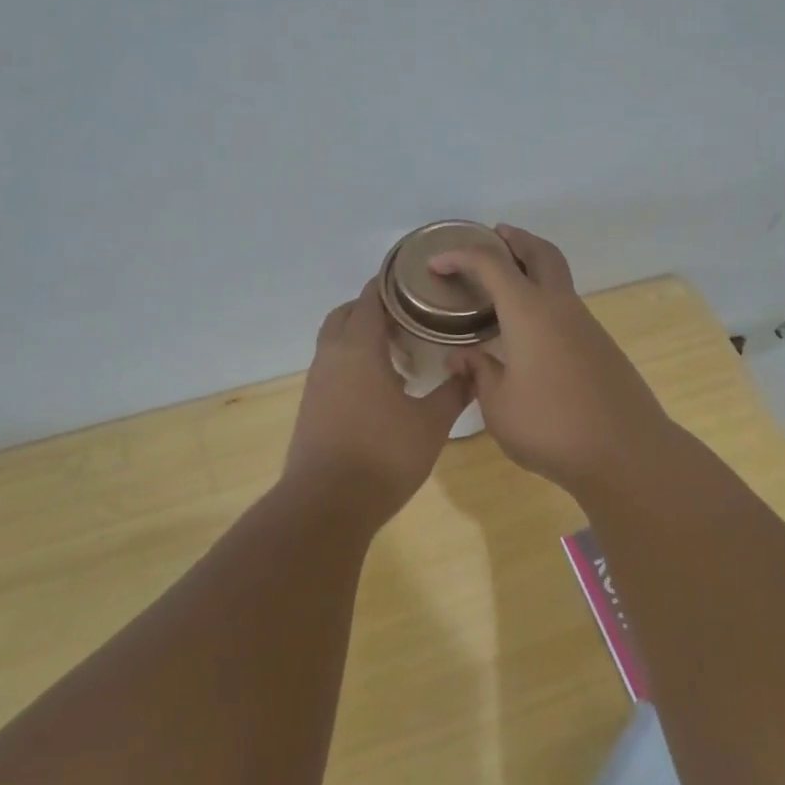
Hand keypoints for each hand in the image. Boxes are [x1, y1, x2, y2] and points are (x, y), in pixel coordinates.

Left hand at [285, 279, 472, 517]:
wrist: (327, 504)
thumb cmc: (383, 455)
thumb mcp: (431, 423)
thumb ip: (454, 391)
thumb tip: (473, 368)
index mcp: (358, 347)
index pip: (370, 298)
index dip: (391, 284)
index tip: (417, 280)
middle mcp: (331, 355)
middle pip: (346, 314)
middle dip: (374, 309)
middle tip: (410, 318)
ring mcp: (317, 381)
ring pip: (336, 341)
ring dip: (362, 336)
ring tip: (400, 352)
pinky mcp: (311, 405)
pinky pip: (332, 366)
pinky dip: (353, 361)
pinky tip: (381, 387)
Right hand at [432, 225, 671, 490]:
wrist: (627, 452)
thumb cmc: (551, 426)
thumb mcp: (499, 405)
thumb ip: (479, 373)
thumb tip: (462, 357)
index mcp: (529, 312)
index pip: (491, 265)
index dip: (460, 256)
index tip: (436, 264)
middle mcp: (560, 307)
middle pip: (541, 252)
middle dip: (516, 239)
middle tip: (494, 236)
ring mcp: (586, 325)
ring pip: (559, 278)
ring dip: (534, 267)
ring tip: (505, 284)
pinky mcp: (601, 346)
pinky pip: (567, 307)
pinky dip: (545, 298)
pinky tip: (530, 329)